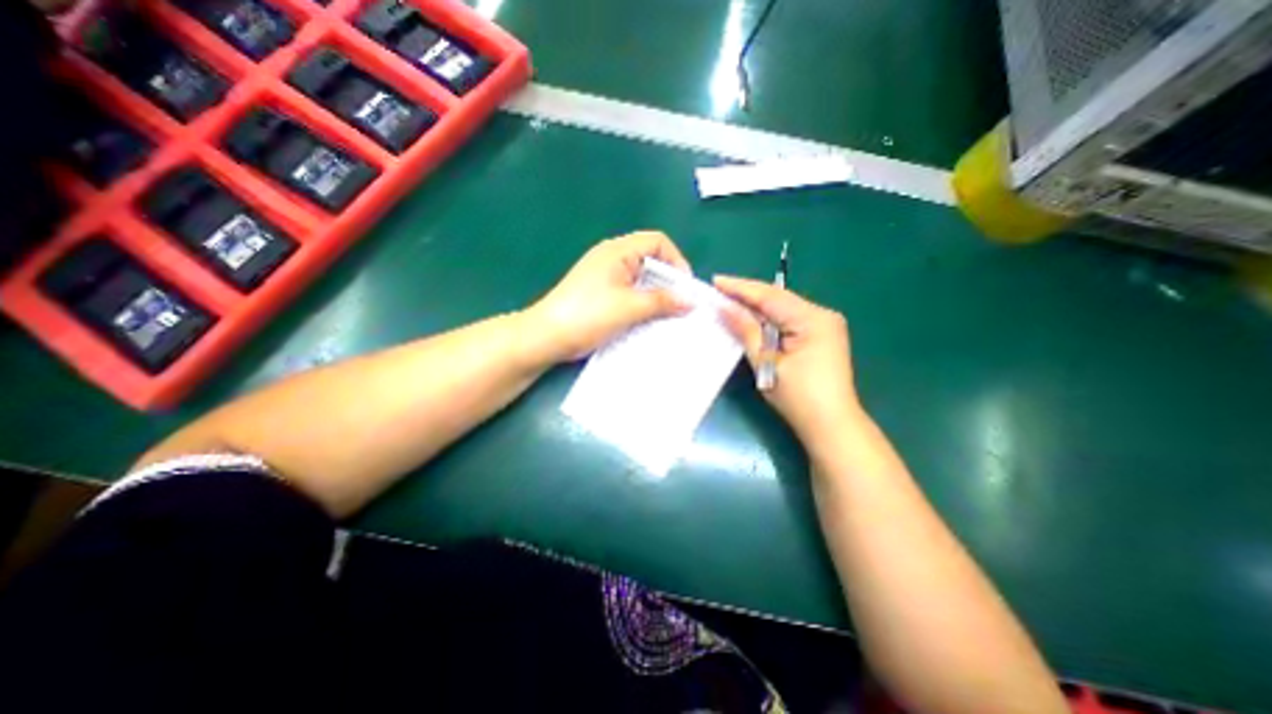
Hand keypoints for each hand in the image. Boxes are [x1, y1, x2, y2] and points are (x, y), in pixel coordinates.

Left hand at [522, 231, 692, 364]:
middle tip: (679, 305)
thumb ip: (662, 301)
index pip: (658, 241)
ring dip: (656, 294)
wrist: (547, 336)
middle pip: (650, 259)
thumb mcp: (629, 307)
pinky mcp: (600, 292)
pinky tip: (647, 319)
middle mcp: (612, 257)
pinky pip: (629, 290)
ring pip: (640, 277)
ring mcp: (604, 275)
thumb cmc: (588, 315)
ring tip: (667, 315)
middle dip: (668, 280)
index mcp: (618, 251)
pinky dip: (642, 301)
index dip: (676, 261)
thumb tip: (690, 301)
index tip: (684, 289)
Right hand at [714, 276, 864, 441]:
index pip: (770, 296)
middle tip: (719, 290)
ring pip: (782, 308)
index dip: (741, 288)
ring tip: (729, 301)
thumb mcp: (767, 362)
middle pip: (777, 299)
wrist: (831, 426)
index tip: (716, 280)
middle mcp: (822, 315)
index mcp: (812, 319)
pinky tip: (751, 318)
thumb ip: (746, 330)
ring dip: (756, 307)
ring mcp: (824, 325)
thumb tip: (724, 306)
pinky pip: (788, 320)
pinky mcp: (820, 336)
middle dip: (747, 295)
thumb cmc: (798, 397)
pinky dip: (768, 319)